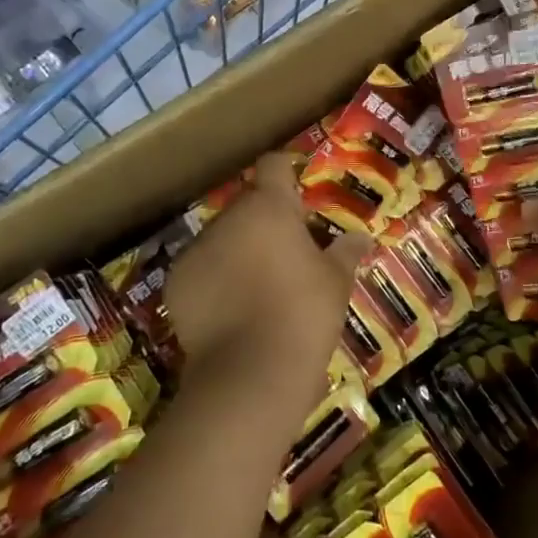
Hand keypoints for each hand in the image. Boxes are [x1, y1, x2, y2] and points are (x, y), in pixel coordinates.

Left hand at [166, 152, 369, 398]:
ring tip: (257, 285)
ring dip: (237, 249)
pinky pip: (200, 268)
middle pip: (247, 205)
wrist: (251, 371)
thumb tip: (362, 237)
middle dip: (263, 221)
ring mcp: (197, 250)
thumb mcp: (336, 282)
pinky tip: (231, 308)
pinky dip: (213, 279)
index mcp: (270, 207)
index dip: (285, 173)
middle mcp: (229, 218)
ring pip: (221, 237)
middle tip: (286, 251)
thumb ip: (346, 252)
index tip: (296, 190)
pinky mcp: (175, 283)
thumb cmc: (305, 313)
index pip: (273, 165)